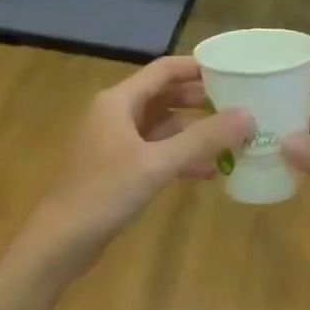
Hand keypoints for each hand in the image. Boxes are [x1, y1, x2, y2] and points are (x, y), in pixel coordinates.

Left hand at [34, 57, 253, 257]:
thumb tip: (248, 115)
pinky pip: (156, 152)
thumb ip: (203, 139)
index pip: (164, 70)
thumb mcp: (158, 164)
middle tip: (240, 106)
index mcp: (119, 101)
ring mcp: (115, 142)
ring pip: (162, 127)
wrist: (60, 241)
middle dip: (201, 101)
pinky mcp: (118, 169)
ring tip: (233, 139)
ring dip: (194, 132)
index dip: (198, 68)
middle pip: (165, 97)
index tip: (234, 71)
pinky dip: (180, 157)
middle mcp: (115, 114)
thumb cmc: (104, 193)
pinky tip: (209, 171)